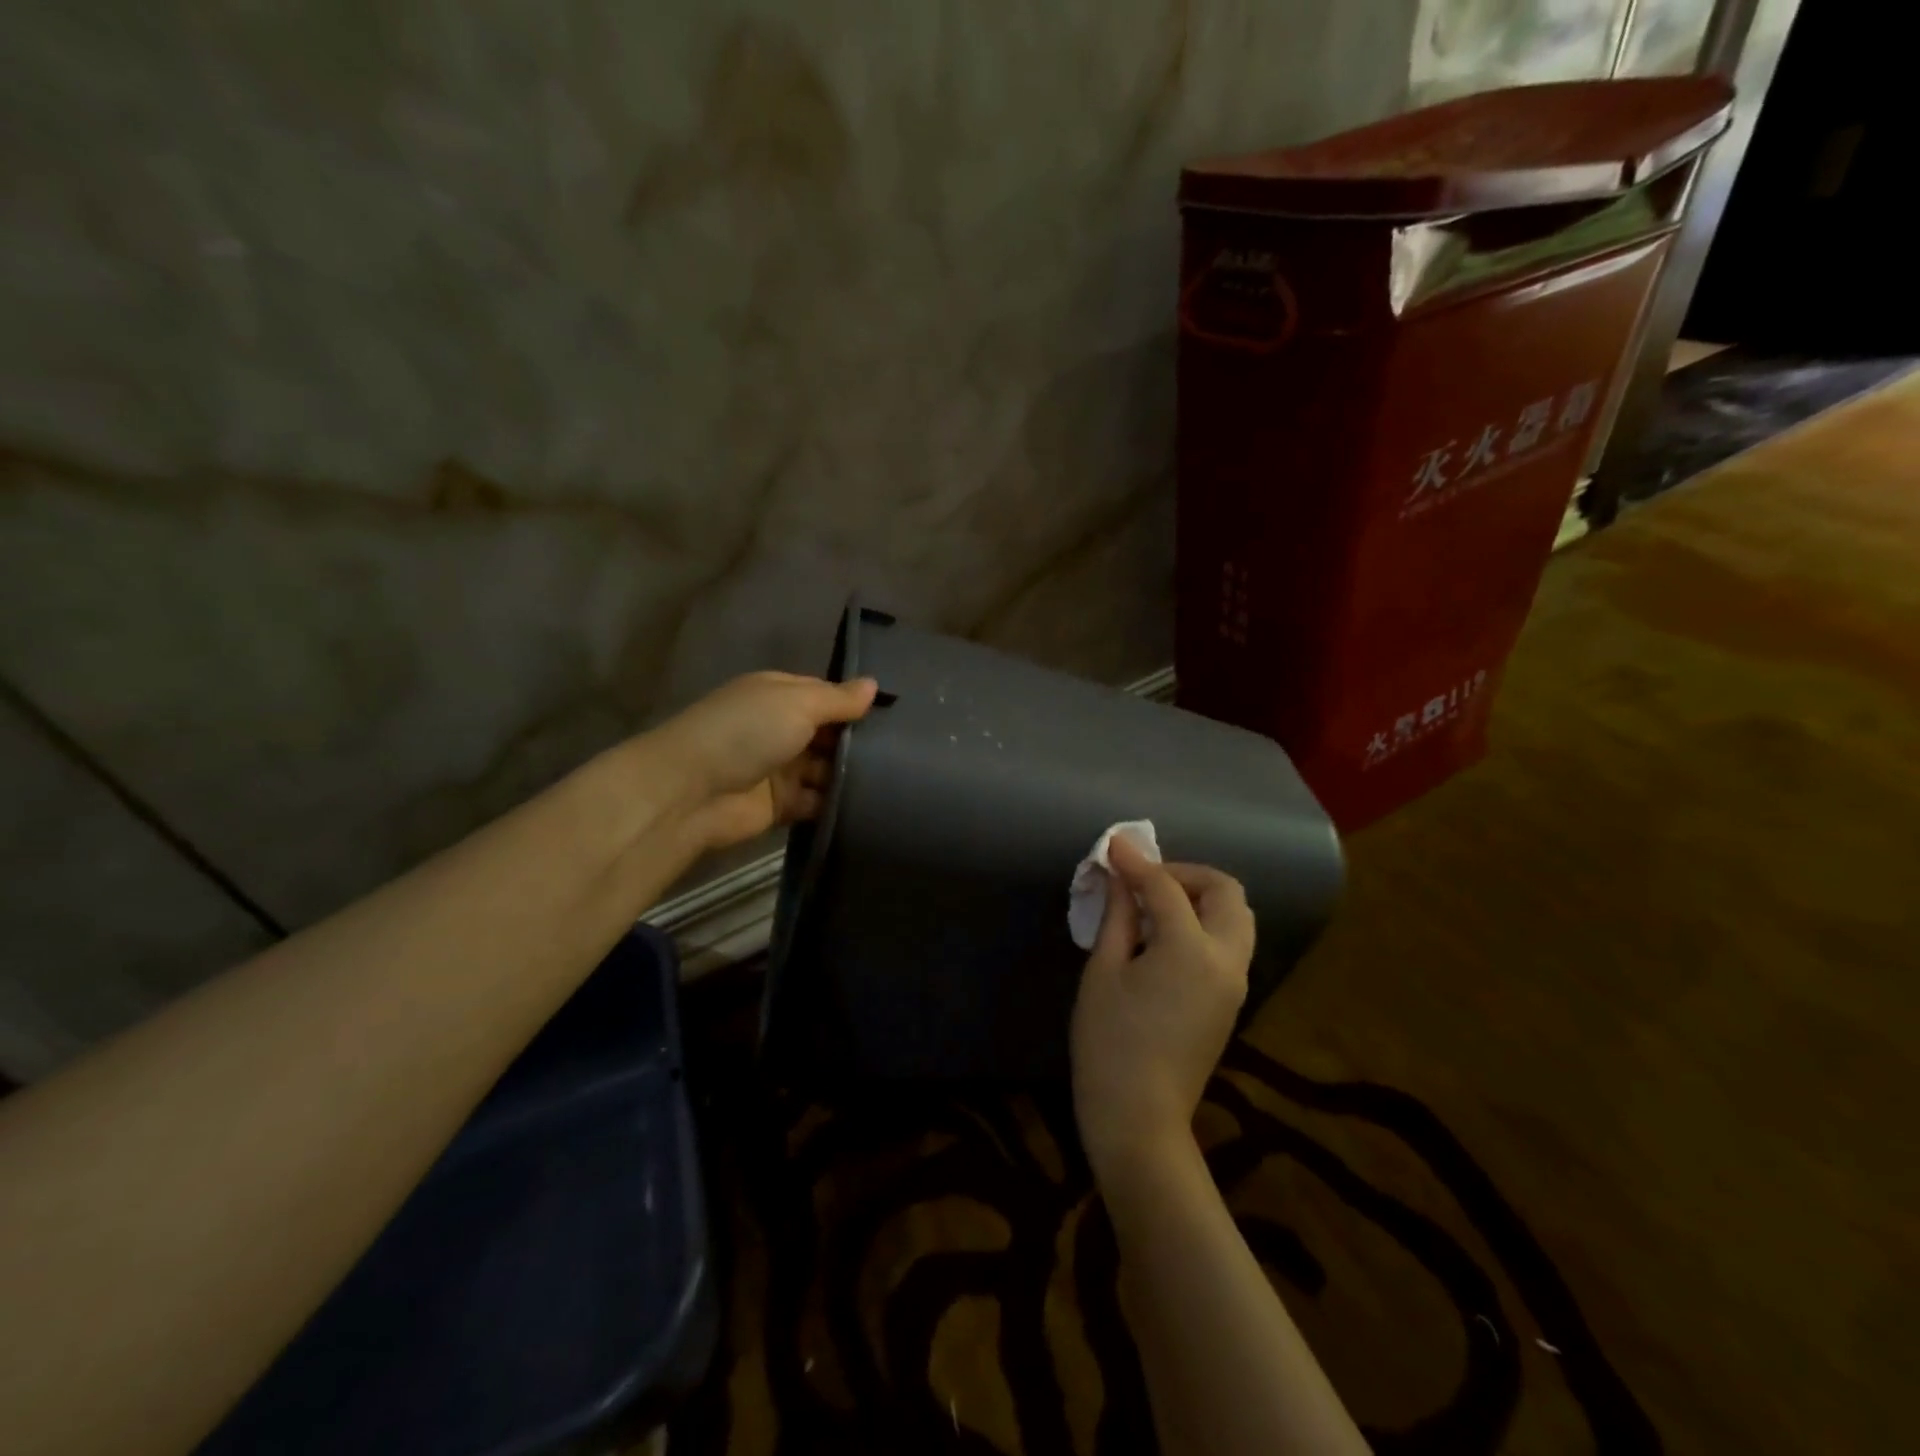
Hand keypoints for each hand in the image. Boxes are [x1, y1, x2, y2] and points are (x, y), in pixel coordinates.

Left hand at [649, 671, 877, 849]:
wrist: (691, 793)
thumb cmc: (747, 733)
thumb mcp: (797, 703)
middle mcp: (779, 729)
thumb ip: (838, 699)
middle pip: (828, 734)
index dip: (856, 705)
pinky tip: (871, 806)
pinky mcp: (780, 806)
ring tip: (897, 780)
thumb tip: (874, 685)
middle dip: (859, 742)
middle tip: (907, 752)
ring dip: (851, 775)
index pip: (826, 696)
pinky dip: (837, 805)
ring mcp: (780, 769)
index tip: (897, 716)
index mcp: (778, 695)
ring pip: (826, 770)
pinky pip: (817, 803)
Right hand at [1070, 836, 1254, 1181]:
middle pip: (1225, 892)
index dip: (1137, 862)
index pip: (1166, 887)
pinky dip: (1205, 922)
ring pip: (1236, 917)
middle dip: (1186, 873)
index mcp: (1191, 949)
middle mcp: (1226, 960)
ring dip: (1201, 896)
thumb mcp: (1104, 971)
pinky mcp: (1231, 1001)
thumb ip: (1117, 916)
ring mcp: (1234, 982)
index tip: (1114, 845)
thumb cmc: (1109, 1042)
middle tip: (1144, 879)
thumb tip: (1117, 877)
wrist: (1139, 1118)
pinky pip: (1229, 942)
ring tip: (1154, 904)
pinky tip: (1165, 934)